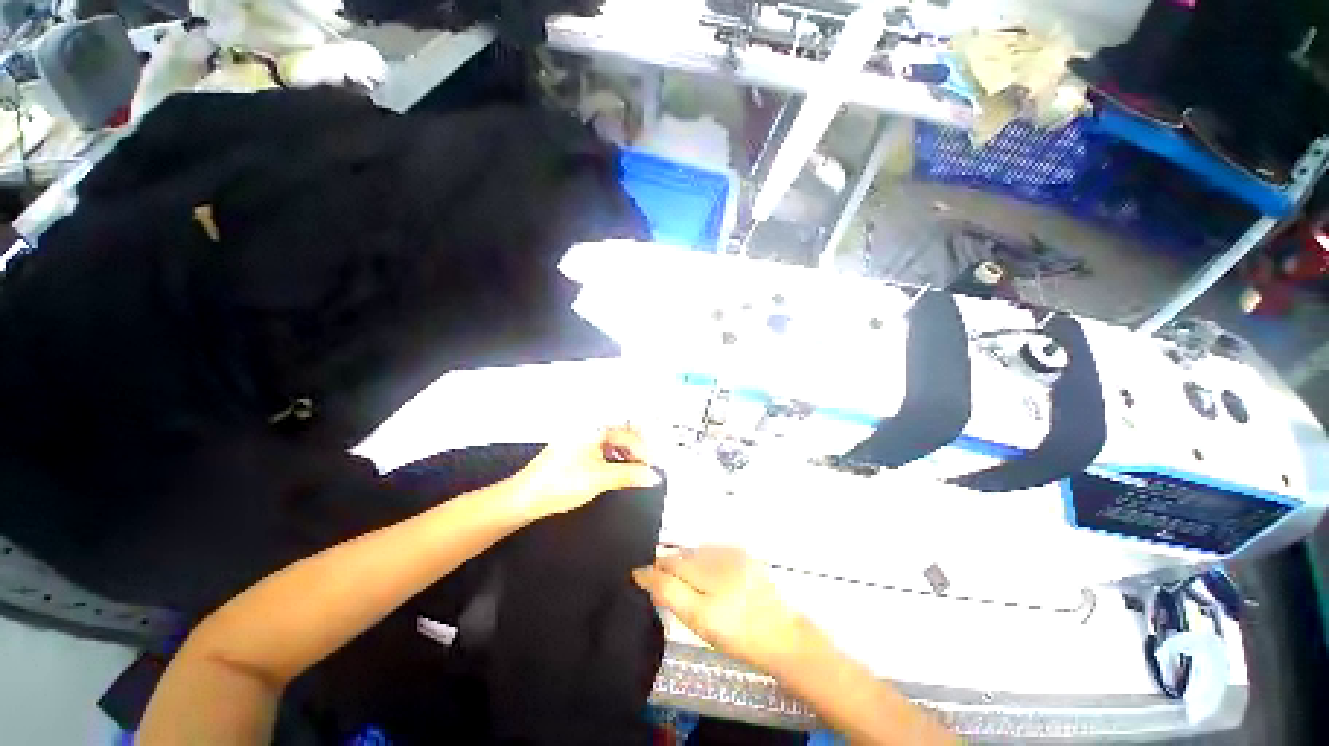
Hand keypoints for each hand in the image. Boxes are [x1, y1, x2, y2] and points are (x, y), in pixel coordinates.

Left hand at [511, 427, 660, 519]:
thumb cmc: (561, 484)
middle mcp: (587, 426)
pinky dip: (612, 455)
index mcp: (594, 427)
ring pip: (610, 439)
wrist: (527, 497)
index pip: (628, 434)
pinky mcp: (574, 446)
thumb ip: (629, 475)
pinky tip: (616, 467)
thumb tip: (652, 476)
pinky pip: (600, 445)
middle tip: (647, 465)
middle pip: (620, 432)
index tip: (653, 465)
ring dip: (625, 452)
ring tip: (634, 468)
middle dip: (636, 448)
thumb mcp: (601, 479)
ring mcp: (579, 435)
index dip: (644, 450)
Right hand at [633, 547, 805, 673]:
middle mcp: (718, 553)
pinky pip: (713, 552)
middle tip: (672, 591)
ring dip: (689, 564)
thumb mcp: (698, 620)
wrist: (780, 636)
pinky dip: (705, 562)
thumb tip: (642, 572)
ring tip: (694, 587)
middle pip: (682, 556)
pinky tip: (712, 580)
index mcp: (706, 571)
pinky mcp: (743, 553)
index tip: (642, 580)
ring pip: (697, 552)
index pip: (668, 563)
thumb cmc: (735, 634)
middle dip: (672, 568)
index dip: (654, 571)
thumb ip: (668, 592)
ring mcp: (733, 551)